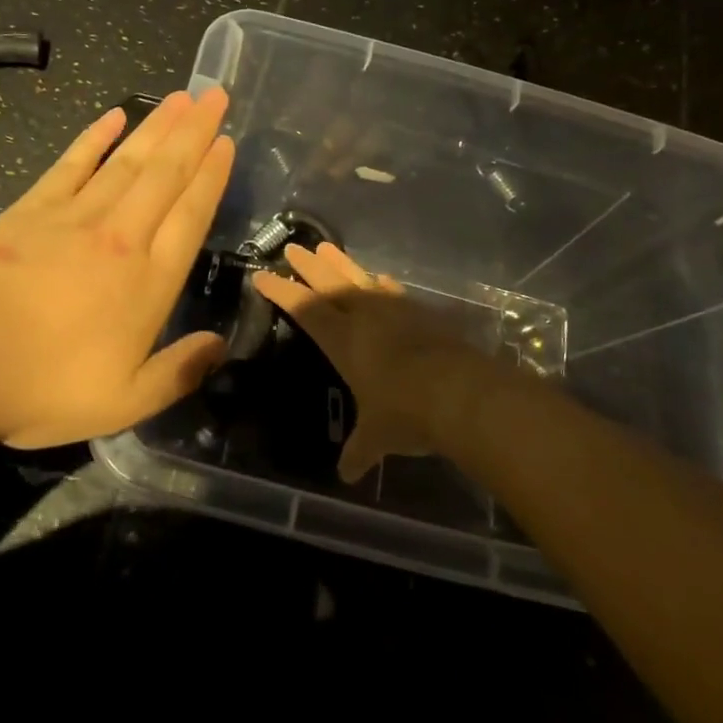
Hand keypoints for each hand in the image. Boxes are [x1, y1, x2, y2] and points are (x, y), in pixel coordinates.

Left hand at [0, 89, 234, 449]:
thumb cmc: (48, 386)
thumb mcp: (127, 401)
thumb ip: (180, 372)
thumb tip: (220, 346)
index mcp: (151, 280)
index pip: (192, 213)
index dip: (213, 174)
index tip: (227, 141)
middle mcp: (124, 236)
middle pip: (167, 173)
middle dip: (195, 131)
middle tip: (215, 94)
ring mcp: (77, 216)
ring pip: (129, 160)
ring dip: (158, 125)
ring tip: (181, 96)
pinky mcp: (34, 208)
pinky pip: (74, 162)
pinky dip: (96, 137)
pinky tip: (115, 116)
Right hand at [253, 242, 497, 481]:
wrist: (462, 393)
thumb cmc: (405, 413)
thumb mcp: (376, 437)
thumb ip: (359, 450)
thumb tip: (346, 475)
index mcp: (343, 340)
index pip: (304, 309)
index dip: (281, 292)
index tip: (261, 275)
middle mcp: (365, 317)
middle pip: (329, 284)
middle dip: (308, 267)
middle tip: (292, 247)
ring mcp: (395, 311)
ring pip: (360, 279)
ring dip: (341, 263)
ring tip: (326, 248)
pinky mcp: (422, 314)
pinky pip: (394, 293)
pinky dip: (382, 284)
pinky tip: (380, 279)